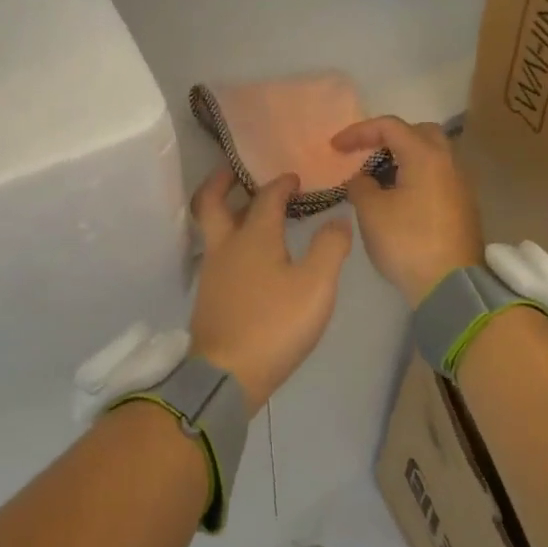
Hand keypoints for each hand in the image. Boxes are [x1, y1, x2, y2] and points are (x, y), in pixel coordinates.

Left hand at [188, 167, 352, 413]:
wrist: (226, 375)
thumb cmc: (274, 324)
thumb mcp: (316, 285)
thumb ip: (330, 248)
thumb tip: (338, 220)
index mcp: (253, 236)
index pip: (266, 197)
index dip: (281, 183)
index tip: (294, 178)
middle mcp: (226, 247)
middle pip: (211, 203)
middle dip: (221, 182)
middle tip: (234, 171)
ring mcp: (213, 272)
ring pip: (213, 229)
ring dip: (225, 211)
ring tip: (247, 211)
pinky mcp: (209, 297)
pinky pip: (217, 253)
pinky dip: (229, 240)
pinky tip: (248, 256)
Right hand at [334, 116, 483, 305]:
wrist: (451, 286)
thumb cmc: (408, 242)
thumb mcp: (371, 211)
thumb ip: (360, 185)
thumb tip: (363, 179)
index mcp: (426, 156)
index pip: (389, 126)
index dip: (358, 132)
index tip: (335, 148)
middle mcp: (449, 162)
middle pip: (418, 133)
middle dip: (389, 138)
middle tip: (366, 154)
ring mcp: (460, 185)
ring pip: (431, 156)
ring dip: (403, 159)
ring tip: (377, 180)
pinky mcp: (463, 206)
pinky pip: (437, 177)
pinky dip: (415, 177)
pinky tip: (397, 200)